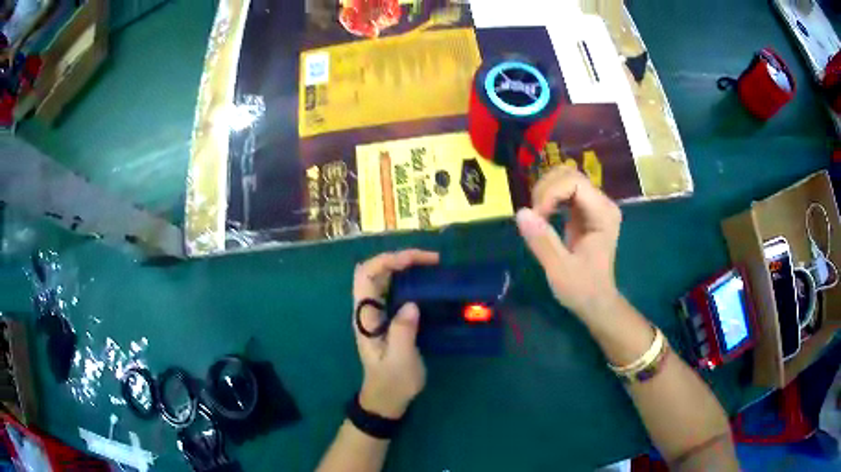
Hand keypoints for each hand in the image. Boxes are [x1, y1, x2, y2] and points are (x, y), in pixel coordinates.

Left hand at [353, 249, 439, 418]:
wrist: (387, 398)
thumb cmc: (392, 381)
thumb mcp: (399, 360)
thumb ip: (403, 332)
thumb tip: (412, 304)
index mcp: (365, 316)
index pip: (366, 275)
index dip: (387, 260)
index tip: (416, 260)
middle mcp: (368, 309)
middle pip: (375, 271)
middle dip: (400, 258)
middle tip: (431, 260)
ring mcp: (379, 313)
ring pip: (386, 278)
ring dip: (406, 267)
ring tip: (433, 266)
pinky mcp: (390, 318)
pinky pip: (397, 290)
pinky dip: (411, 280)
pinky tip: (429, 283)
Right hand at [515, 167, 622, 321]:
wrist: (597, 302)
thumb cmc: (582, 289)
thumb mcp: (559, 269)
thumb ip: (542, 241)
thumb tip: (520, 212)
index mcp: (603, 214)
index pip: (574, 182)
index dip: (550, 193)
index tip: (537, 217)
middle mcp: (602, 203)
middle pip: (569, 174)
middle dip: (545, 189)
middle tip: (534, 216)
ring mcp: (594, 205)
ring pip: (565, 178)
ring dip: (545, 192)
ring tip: (537, 216)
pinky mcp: (585, 211)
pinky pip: (564, 191)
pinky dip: (548, 198)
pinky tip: (543, 215)